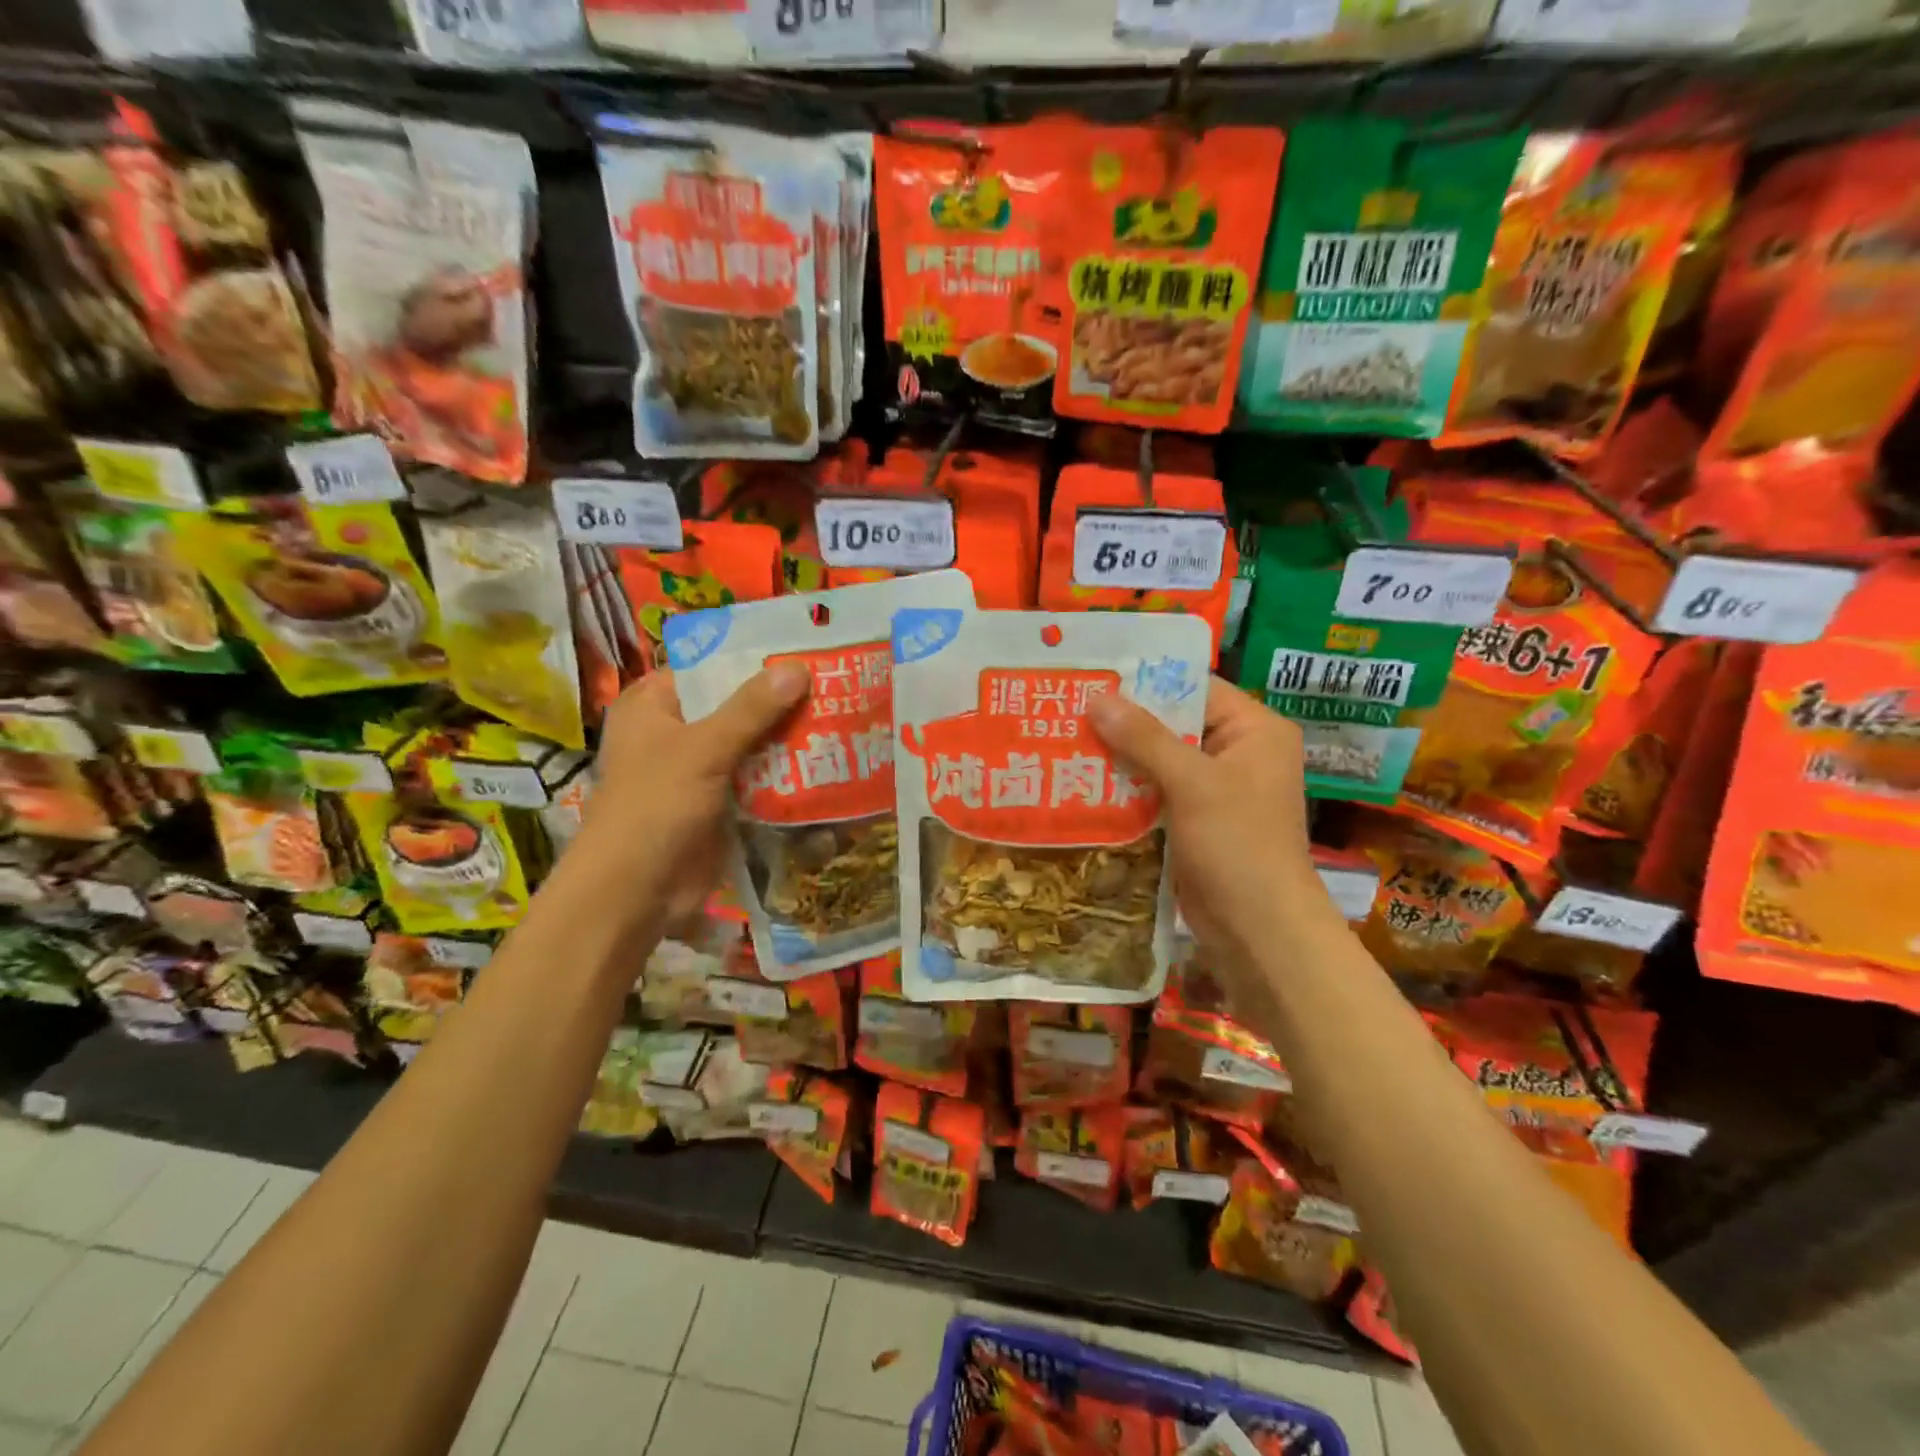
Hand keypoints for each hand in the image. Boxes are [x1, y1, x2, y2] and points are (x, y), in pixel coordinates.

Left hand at [580, 663, 810, 923]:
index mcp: (654, 705)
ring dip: (788, 737)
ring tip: (841, 714)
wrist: (636, 892)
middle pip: (734, 705)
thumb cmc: (655, 807)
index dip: (753, 658)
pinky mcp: (719, 803)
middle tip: (834, 681)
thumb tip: (798, 667)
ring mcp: (698, 770)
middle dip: (780, 700)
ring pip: (751, 743)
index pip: (709, 666)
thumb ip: (751, 708)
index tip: (802, 649)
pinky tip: (827, 760)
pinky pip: (757, 778)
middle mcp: (675, 731)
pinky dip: (785, 772)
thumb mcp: (703, 749)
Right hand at [1089, 677, 1331, 955]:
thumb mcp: (1192, 783)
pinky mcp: (1195, 823)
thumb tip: (1097, 698)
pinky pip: (1156, 794)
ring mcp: (1216, 791)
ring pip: (1160, 761)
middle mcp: (1238, 754)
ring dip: (1120, 757)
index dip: (1147, 680)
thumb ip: (1144, 738)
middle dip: (1124, 722)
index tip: (1095, 675)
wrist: (1258, 932)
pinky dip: (1126, 790)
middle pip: (1174, 724)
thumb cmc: (1237, 845)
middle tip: (1070, 708)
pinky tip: (1083, 783)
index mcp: (1254, 731)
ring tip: (1066, 740)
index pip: (1196, 688)